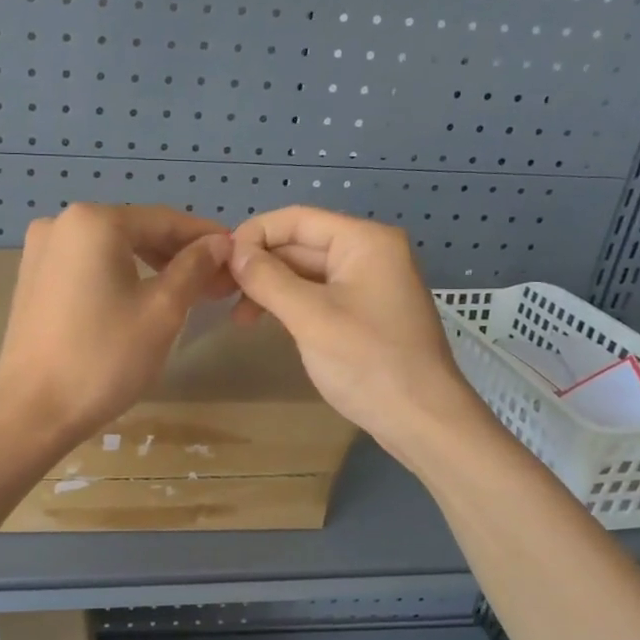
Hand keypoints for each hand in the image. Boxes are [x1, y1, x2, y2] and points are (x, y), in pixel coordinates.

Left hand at [0, 203, 233, 445]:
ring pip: (113, 249)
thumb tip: (220, 243)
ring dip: (152, 266)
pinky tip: (142, 299)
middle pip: (137, 231)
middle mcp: (62, 223)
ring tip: (187, 294)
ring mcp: (41, 250)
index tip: (238, 258)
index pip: (166, 220)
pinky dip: (120, 276)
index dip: (207, 239)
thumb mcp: (162, 311)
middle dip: (180, 255)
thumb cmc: (104, 358)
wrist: (32, 411)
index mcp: (94, 221)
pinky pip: (89, 265)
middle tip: (217, 283)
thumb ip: (194, 268)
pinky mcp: (33, 278)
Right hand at [229, 207, 482, 461]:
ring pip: (306, 272)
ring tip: (238, 318)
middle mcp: (369, 253)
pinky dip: (289, 304)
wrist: (422, 420)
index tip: (217, 262)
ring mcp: (368, 284)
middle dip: (259, 265)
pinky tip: (266, 323)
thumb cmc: (368, 363)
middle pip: (300, 244)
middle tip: (218, 294)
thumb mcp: (311, 318)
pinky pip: (318, 295)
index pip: (297, 219)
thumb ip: (268, 279)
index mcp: (364, 241)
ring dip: (270, 288)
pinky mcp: (364, 312)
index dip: (253, 235)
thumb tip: (232, 251)